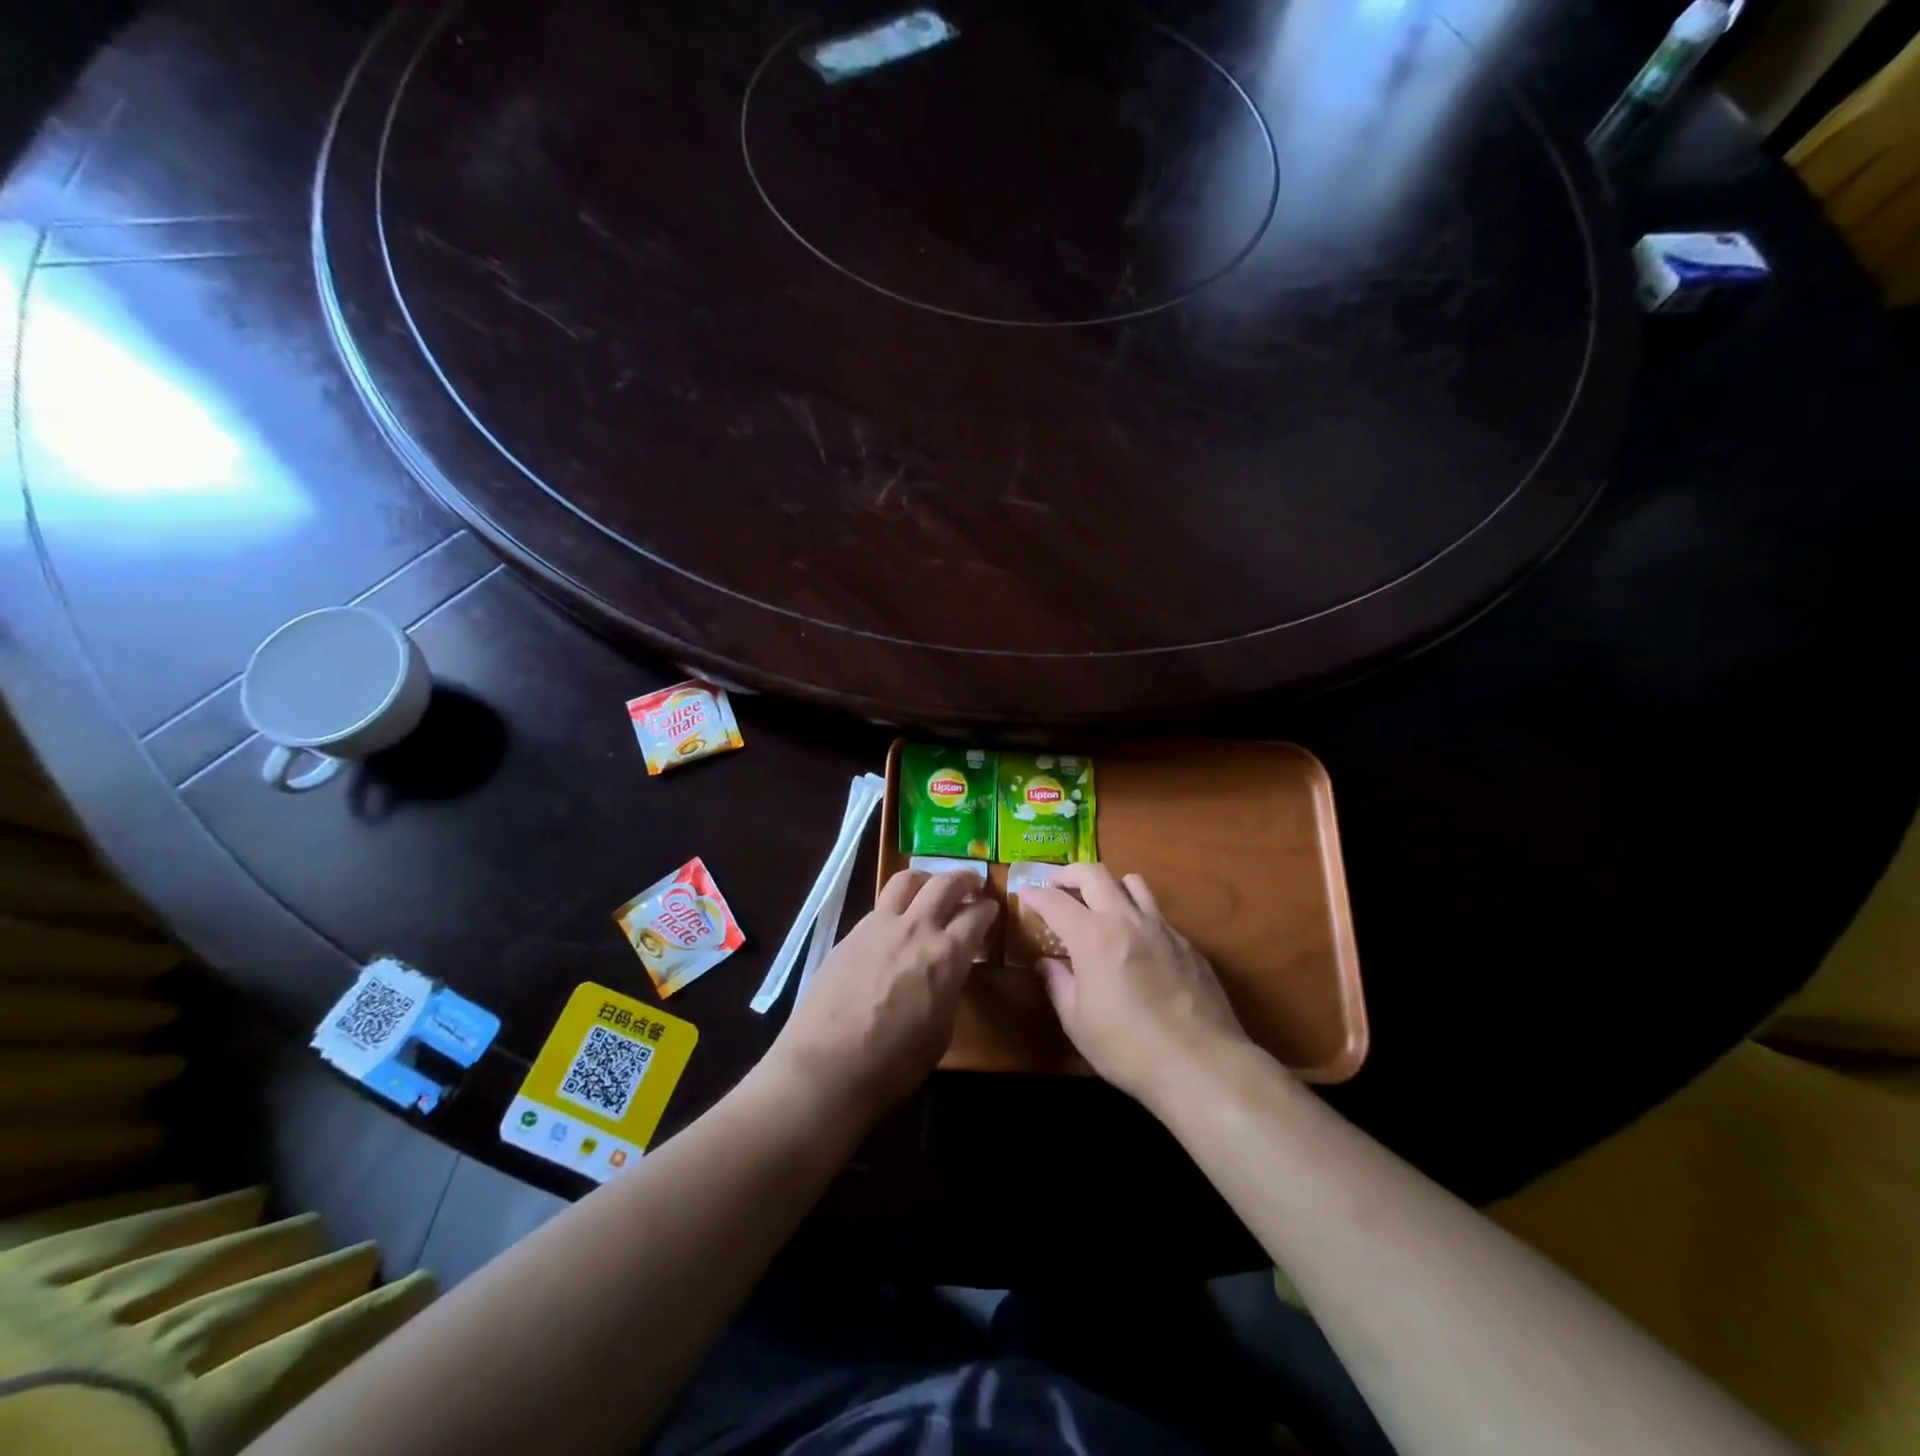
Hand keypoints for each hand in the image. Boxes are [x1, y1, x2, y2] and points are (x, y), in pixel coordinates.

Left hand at [764, 869, 996, 1122]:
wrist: (826, 1066)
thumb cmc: (893, 1063)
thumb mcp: (941, 1030)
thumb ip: (948, 989)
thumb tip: (947, 972)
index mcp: (946, 955)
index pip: (976, 916)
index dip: (988, 909)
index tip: (992, 908)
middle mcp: (916, 928)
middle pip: (944, 884)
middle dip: (964, 878)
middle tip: (973, 882)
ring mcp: (879, 926)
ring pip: (906, 880)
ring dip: (926, 877)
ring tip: (931, 885)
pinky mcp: (850, 933)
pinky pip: (880, 906)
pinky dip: (896, 904)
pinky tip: (895, 921)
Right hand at [1020, 864, 1250, 1108]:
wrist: (1201, 1064)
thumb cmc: (1128, 1049)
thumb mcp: (1078, 1023)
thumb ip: (1058, 984)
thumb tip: (1046, 963)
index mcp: (1092, 937)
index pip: (1055, 901)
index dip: (1035, 894)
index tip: (1024, 893)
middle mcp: (1126, 920)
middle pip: (1093, 873)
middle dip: (1068, 873)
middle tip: (1055, 884)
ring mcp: (1161, 927)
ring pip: (1132, 882)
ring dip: (1108, 885)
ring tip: (1099, 902)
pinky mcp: (1187, 942)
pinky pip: (1156, 912)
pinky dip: (1137, 914)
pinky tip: (1135, 942)